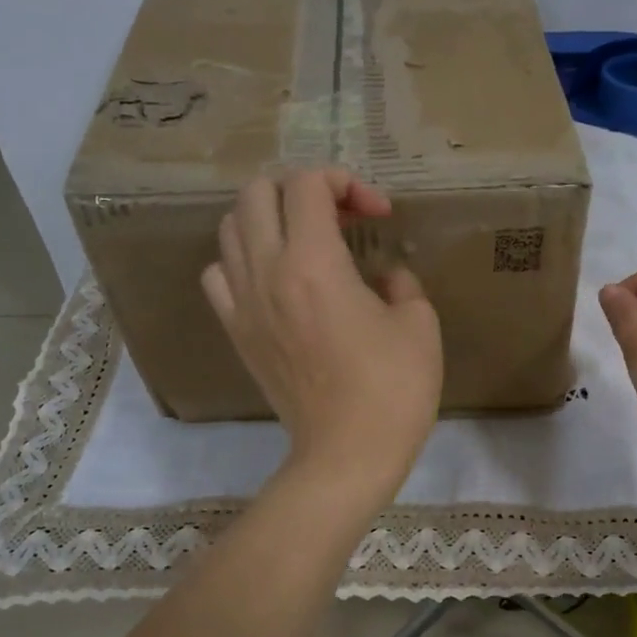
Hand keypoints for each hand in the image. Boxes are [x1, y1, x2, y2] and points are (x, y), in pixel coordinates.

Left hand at [202, 169, 442, 501]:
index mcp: (314, 262)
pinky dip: (241, 260)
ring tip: (304, 240)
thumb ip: (401, 281)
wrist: (347, 454)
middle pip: (257, 192)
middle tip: (339, 217)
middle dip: (301, 189)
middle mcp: (267, 271)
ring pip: (229, 227)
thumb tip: (383, 276)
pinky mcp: (237, 332)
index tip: (379, 214)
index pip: (308, 184)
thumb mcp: (419, 323)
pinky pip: (218, 275)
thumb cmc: (393, 388)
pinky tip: (272, 277)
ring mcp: (243, 303)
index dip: (347, 182)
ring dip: (268, 218)